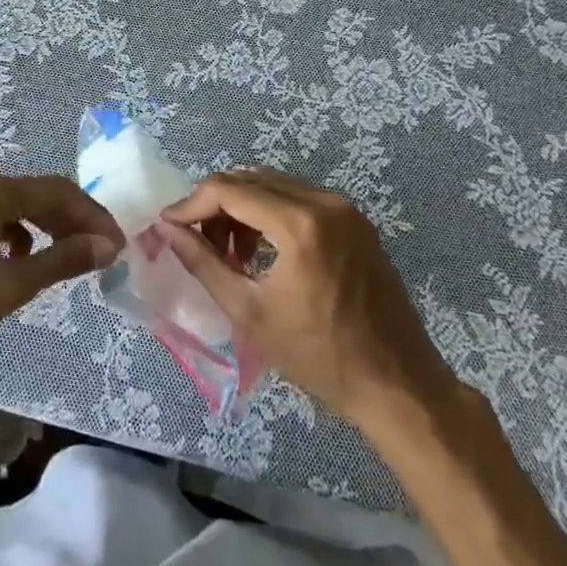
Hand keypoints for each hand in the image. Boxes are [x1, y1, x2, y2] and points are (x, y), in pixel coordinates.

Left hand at [0, 173, 123, 384]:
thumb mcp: (8, 287)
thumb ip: (61, 261)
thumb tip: (107, 246)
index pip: (57, 192)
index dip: (93, 216)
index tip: (119, 246)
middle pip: (38, 194)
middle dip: (73, 221)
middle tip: (103, 254)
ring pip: (18, 206)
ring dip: (48, 228)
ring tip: (71, 259)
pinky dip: (19, 235)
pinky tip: (22, 261)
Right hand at [159, 168, 460, 444]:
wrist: (400, 386)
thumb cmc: (320, 356)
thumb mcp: (249, 312)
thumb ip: (203, 263)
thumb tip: (166, 229)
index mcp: (299, 223)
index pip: (228, 189)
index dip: (191, 204)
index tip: (169, 227)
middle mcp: (324, 202)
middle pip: (250, 179)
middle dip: (216, 205)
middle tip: (199, 244)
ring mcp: (345, 209)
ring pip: (273, 186)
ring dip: (242, 208)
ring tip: (231, 254)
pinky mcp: (356, 221)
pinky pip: (299, 198)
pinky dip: (270, 213)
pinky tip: (264, 252)